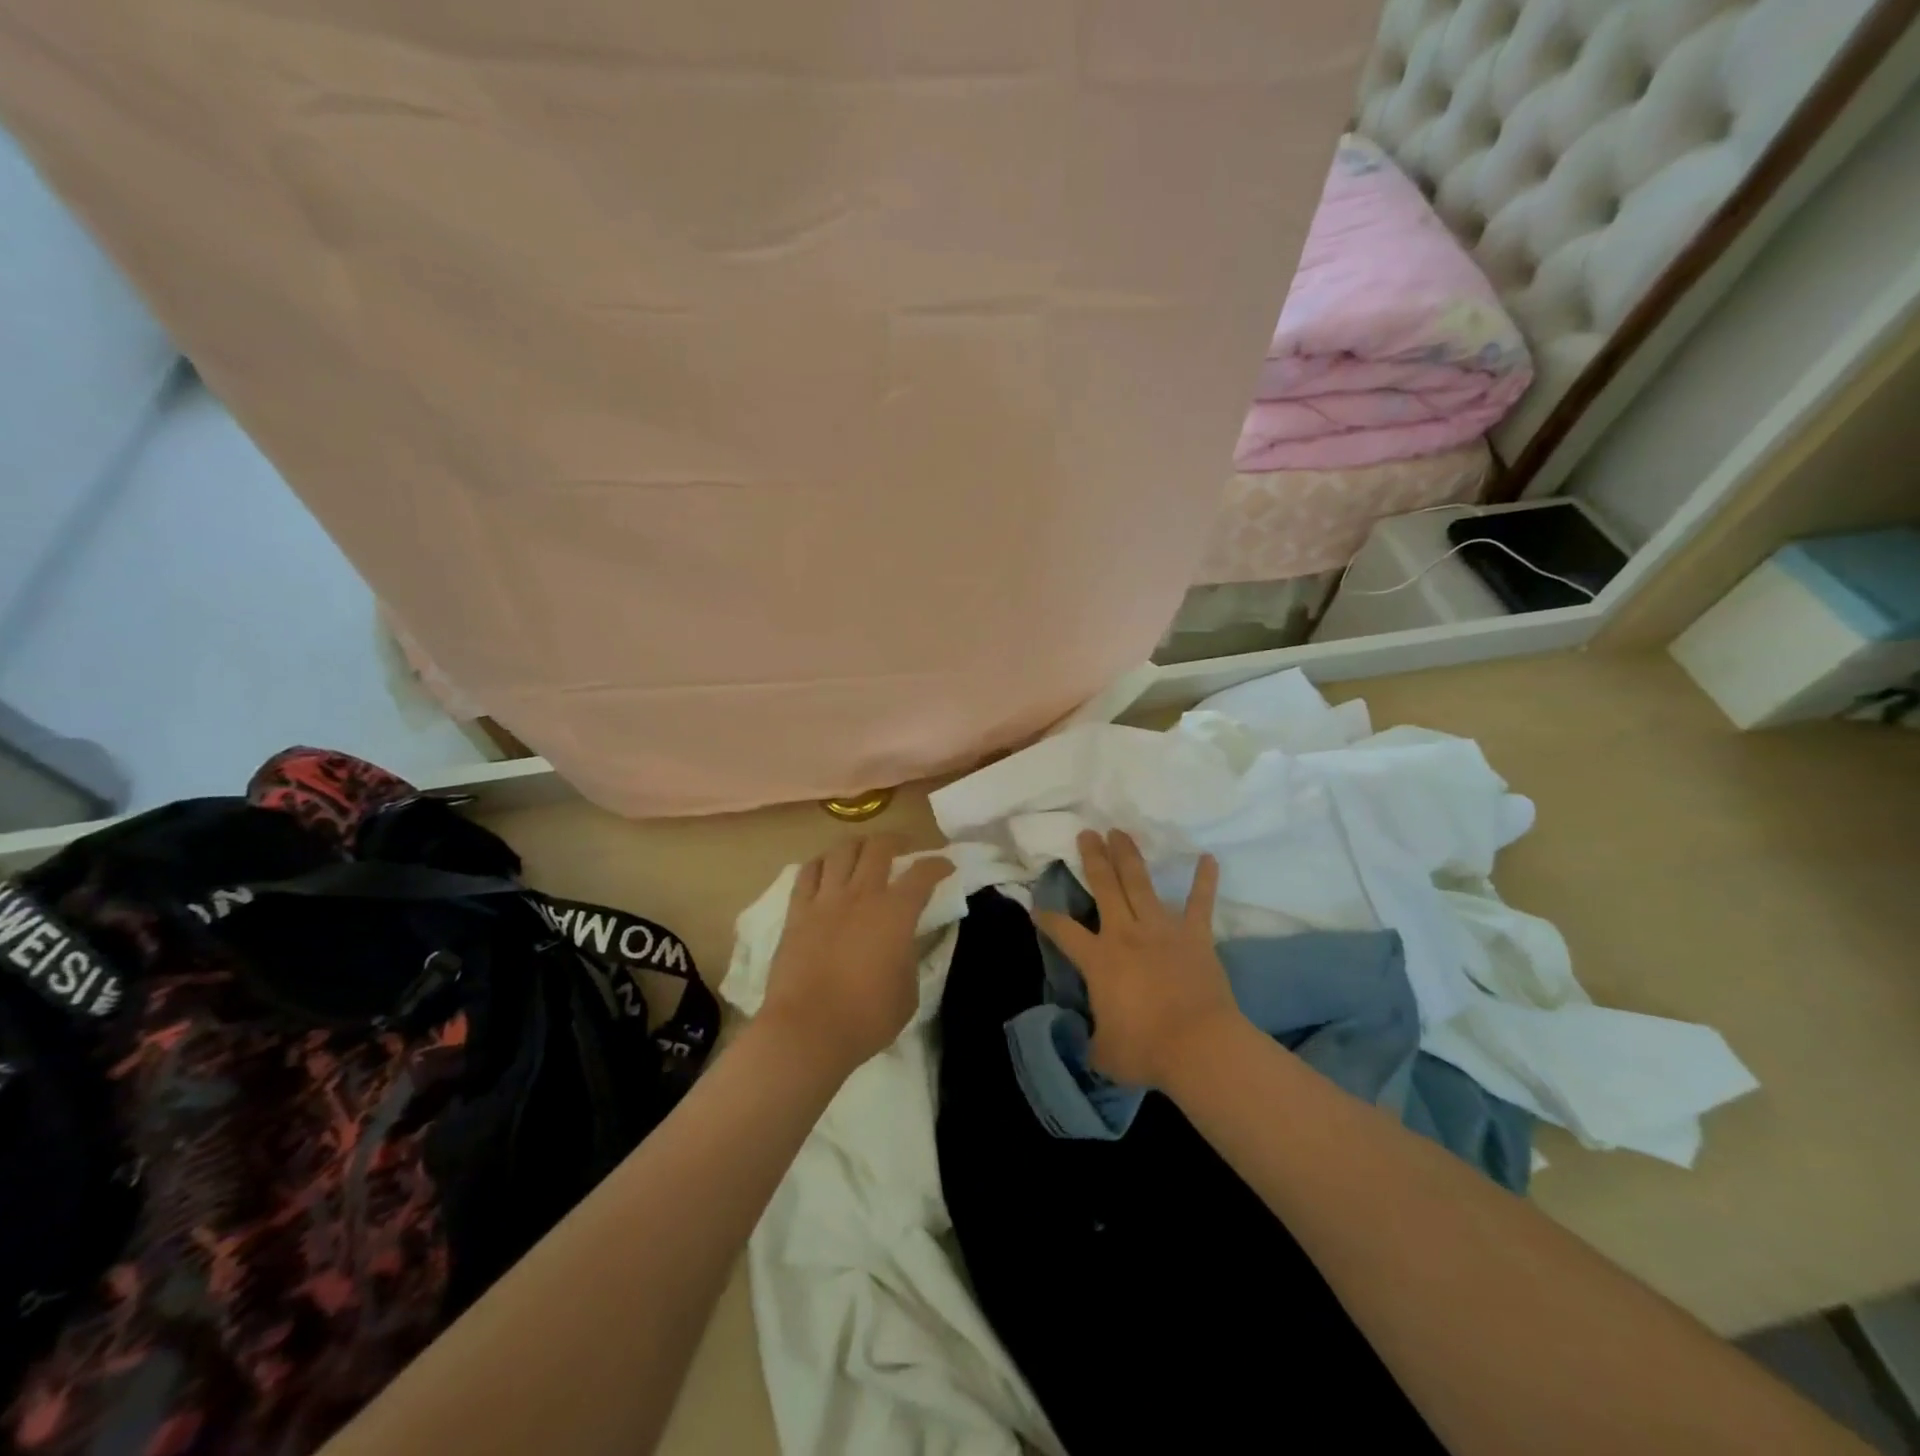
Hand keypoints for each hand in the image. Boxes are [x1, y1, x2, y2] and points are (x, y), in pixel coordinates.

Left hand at [759, 834, 953, 1075]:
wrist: (808, 1030)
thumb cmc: (867, 1017)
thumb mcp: (909, 991)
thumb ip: (909, 957)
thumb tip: (904, 943)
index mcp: (896, 912)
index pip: (923, 873)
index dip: (938, 865)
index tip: (946, 867)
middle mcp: (862, 894)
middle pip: (879, 847)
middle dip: (896, 841)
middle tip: (903, 850)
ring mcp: (826, 900)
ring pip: (841, 850)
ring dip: (857, 845)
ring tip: (863, 853)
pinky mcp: (797, 912)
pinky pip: (807, 873)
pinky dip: (821, 864)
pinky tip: (826, 869)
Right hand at [1034, 829, 1242, 1090]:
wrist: (1198, 1046)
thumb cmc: (1145, 1050)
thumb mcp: (1103, 1052)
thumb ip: (1092, 1038)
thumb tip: (1090, 1038)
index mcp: (1098, 959)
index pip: (1063, 931)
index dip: (1047, 919)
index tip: (1037, 908)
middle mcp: (1125, 934)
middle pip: (1104, 886)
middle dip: (1093, 858)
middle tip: (1087, 834)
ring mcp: (1161, 930)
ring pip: (1140, 883)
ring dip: (1129, 856)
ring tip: (1120, 832)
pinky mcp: (1195, 936)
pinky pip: (1200, 903)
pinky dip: (1204, 880)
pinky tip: (1208, 858)